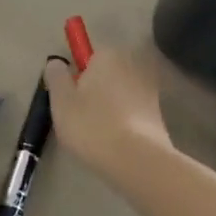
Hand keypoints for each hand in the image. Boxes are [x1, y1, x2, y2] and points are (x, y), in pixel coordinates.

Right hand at [42, 42, 171, 175]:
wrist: (137, 159)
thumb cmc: (92, 125)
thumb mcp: (61, 101)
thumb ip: (56, 76)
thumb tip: (56, 63)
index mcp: (108, 56)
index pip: (88, 56)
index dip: (77, 77)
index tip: (70, 99)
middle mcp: (132, 65)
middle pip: (106, 74)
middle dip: (95, 90)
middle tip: (79, 118)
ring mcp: (149, 89)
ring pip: (120, 94)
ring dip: (110, 107)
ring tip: (97, 134)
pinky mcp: (159, 113)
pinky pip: (133, 111)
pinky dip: (124, 121)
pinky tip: (115, 141)